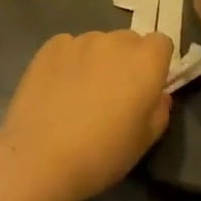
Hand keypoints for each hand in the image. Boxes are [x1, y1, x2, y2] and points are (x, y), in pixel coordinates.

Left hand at [0, 30, 172, 200]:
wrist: (39, 159)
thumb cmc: (101, 154)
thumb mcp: (144, 141)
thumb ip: (159, 110)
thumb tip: (158, 95)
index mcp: (145, 61)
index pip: (161, 43)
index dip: (156, 64)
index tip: (146, 88)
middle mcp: (115, 42)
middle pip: (129, 41)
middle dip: (127, 61)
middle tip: (113, 94)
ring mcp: (80, 41)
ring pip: (98, 43)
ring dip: (97, 60)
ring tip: (80, 94)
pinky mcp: (50, 47)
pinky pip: (69, 47)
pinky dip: (69, 62)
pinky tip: (58, 90)